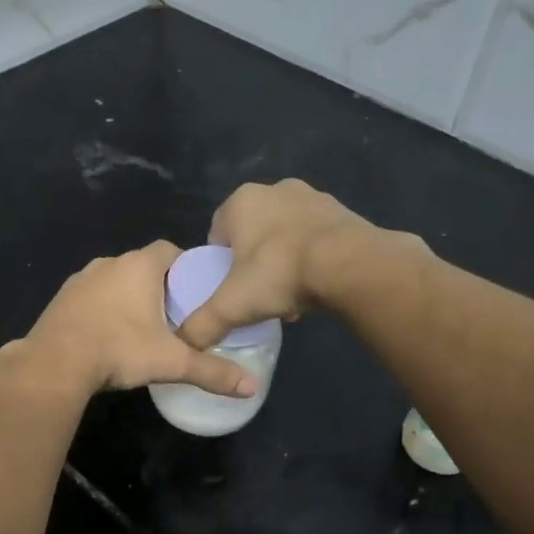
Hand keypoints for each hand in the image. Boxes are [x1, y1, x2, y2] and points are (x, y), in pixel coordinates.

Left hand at [19, 241, 258, 396]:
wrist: (55, 362)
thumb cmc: (120, 350)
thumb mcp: (172, 362)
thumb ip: (212, 372)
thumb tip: (252, 388)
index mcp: (140, 266)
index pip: (171, 250)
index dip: (186, 267)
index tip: (196, 292)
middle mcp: (109, 263)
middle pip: (143, 266)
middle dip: (159, 286)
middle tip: (175, 315)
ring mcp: (81, 279)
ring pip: (114, 281)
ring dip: (128, 297)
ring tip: (142, 328)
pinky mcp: (61, 298)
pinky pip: (91, 297)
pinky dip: (103, 309)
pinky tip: (108, 335)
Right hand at [177, 180, 368, 349]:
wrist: (348, 263)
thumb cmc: (279, 273)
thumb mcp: (232, 305)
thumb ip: (202, 324)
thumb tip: (184, 344)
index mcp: (240, 201)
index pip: (217, 232)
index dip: (220, 263)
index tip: (229, 289)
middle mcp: (274, 189)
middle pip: (253, 233)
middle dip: (254, 262)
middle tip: (259, 294)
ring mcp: (312, 196)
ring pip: (285, 234)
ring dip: (284, 261)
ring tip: (290, 296)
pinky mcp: (342, 210)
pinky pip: (316, 237)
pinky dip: (312, 258)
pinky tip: (316, 286)